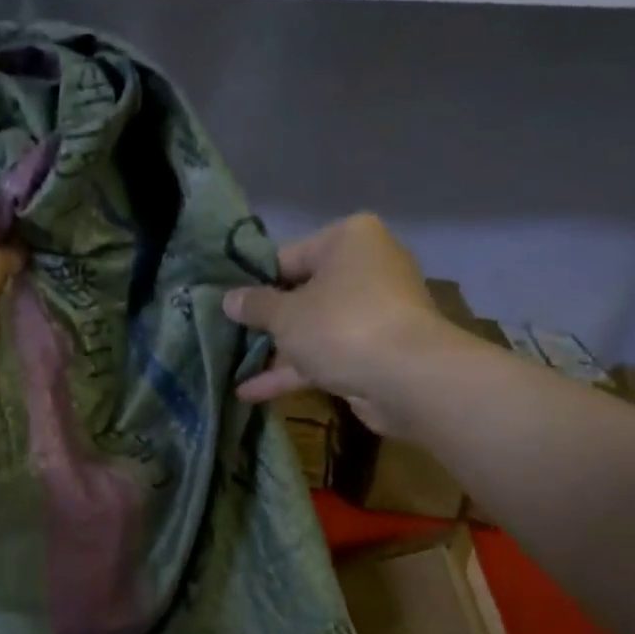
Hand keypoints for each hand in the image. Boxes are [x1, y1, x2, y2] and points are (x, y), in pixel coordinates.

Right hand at [224, 214, 466, 436]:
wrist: (407, 378)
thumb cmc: (340, 326)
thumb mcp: (285, 314)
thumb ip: (254, 306)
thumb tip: (228, 299)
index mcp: (347, 241)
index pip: (288, 256)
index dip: (254, 283)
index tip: (228, 305)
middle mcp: (365, 268)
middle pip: (301, 294)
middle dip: (266, 322)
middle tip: (226, 336)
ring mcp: (373, 312)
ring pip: (313, 329)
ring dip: (275, 352)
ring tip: (231, 368)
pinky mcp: (374, 351)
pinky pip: (325, 355)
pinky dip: (294, 371)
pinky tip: (251, 392)